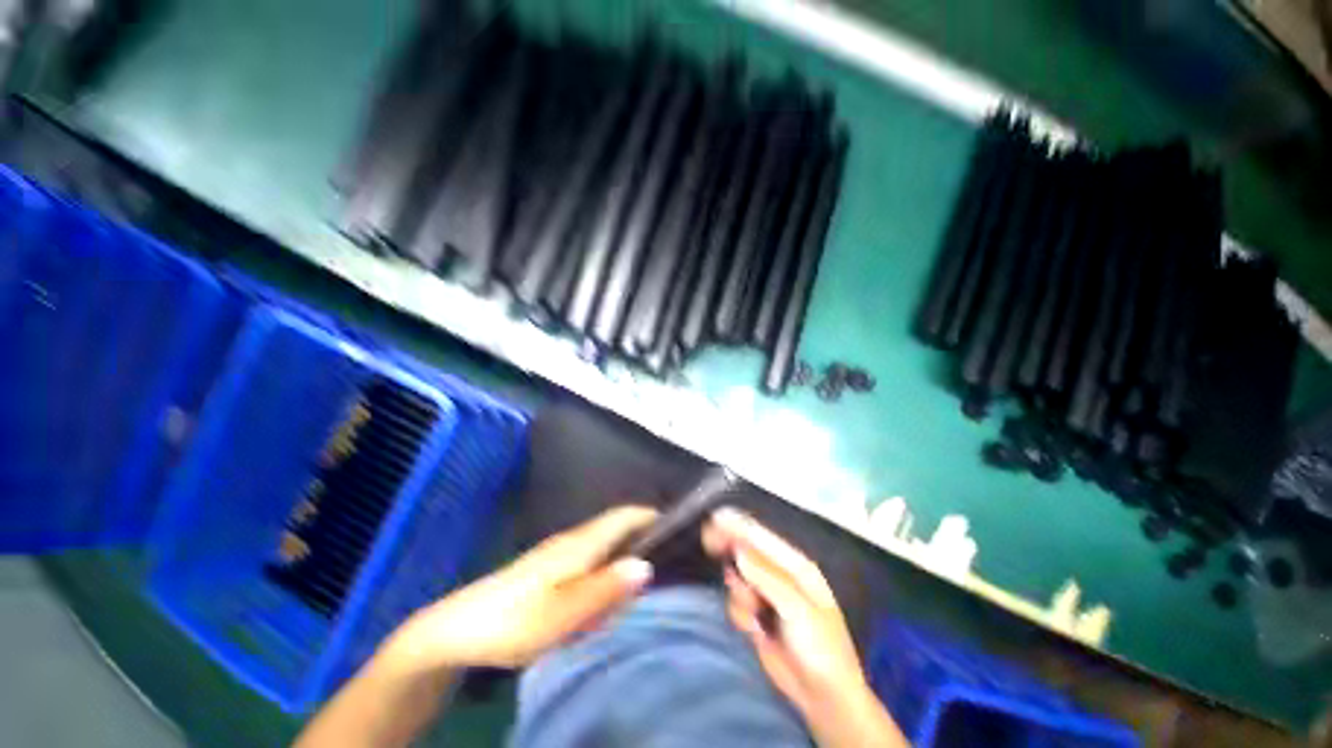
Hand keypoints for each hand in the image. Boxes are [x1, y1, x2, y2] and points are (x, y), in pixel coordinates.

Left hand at [385, 506, 657, 670]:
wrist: (460, 630)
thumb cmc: (515, 621)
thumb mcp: (564, 614)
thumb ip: (606, 589)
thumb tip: (647, 565)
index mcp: (581, 544)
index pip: (625, 515)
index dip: (652, 515)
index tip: (680, 527)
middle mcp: (574, 540)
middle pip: (619, 526)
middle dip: (645, 533)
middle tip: (673, 557)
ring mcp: (561, 553)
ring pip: (606, 543)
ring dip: (629, 551)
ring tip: (650, 575)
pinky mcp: (552, 569)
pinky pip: (593, 558)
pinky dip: (610, 566)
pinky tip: (611, 592)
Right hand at [704, 508, 907, 747]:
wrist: (822, 697)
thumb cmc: (821, 648)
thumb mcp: (797, 609)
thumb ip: (766, 578)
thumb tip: (737, 551)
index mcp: (795, 565)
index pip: (761, 537)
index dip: (738, 526)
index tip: (714, 519)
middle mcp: (778, 574)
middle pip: (746, 550)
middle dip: (729, 548)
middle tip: (708, 543)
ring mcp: (765, 595)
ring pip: (737, 579)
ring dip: (740, 595)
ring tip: (755, 615)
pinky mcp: (755, 616)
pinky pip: (735, 602)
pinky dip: (740, 614)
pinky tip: (754, 631)